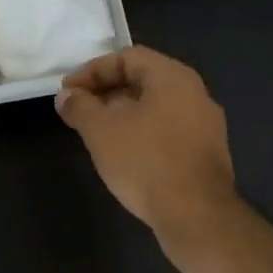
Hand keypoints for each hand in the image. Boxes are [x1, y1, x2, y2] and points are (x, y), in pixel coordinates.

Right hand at [56, 46, 238, 244]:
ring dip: (122, 115)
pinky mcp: (205, 154)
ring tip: (95, 134)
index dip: (92, 71)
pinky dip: (141, 134)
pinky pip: (167, 131)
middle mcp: (195, 94)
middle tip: (78, 112)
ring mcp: (205, 125)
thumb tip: (67, 96)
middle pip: (143, 80)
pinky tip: (123, 156)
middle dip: (105, 92)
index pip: (127, 57)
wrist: (195, 215)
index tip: (67, 92)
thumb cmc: (146, 162)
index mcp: (173, 77)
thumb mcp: (101, 131)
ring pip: (156, 108)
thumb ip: (80, 107)